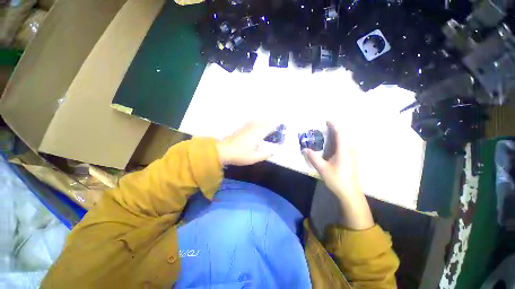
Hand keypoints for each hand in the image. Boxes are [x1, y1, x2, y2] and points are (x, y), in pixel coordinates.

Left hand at [217, 121, 275, 165]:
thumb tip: (272, 152)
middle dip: (270, 122)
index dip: (274, 126)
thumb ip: (265, 155)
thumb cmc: (240, 155)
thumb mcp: (254, 158)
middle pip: (263, 123)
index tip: (279, 124)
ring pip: (256, 121)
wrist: (224, 151)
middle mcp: (252, 129)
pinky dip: (255, 121)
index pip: (268, 128)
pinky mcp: (240, 130)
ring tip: (267, 120)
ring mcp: (245, 129)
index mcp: (257, 135)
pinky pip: (250, 122)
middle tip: (275, 122)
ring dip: (263, 120)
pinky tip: (255, 122)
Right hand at [304, 121, 373, 229]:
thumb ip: (313, 157)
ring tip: (327, 134)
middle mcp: (350, 149)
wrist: (350, 192)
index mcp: (344, 150)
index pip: (340, 133)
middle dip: (335, 129)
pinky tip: (332, 144)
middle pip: (344, 134)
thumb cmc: (337, 179)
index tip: (327, 120)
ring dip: (337, 135)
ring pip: (345, 139)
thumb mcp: (322, 168)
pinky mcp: (351, 158)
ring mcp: (352, 154)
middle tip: (324, 127)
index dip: (334, 125)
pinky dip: (338, 141)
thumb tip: (304, 149)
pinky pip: (345, 144)